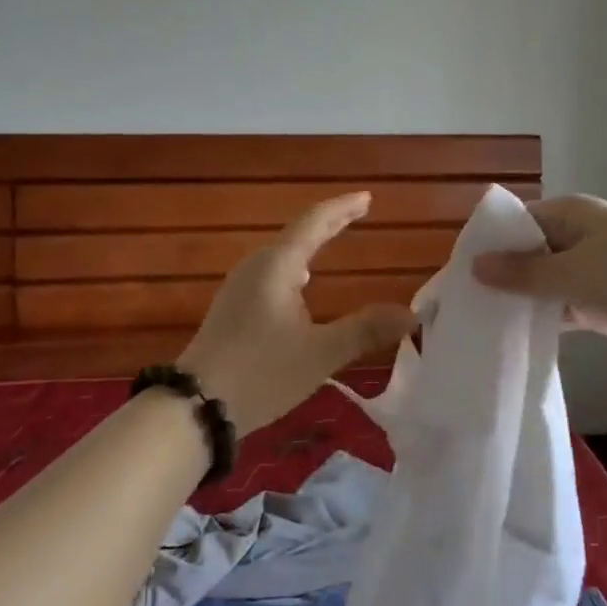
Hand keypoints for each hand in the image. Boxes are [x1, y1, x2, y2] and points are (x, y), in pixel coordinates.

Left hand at [177, 193, 416, 436]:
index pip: (315, 222)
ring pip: (282, 255)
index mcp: (278, 265)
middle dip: (329, 224)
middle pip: (297, 234)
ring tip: (332, 239)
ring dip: (310, 245)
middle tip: (357, 214)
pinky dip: (295, 267)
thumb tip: (410, 315)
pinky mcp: (232, 309)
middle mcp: (256, 266)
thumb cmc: (261, 372)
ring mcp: (239, 287)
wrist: (195, 406)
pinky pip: (271, 273)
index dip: (342, 208)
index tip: (367, 198)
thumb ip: (366, 330)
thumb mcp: (321, 353)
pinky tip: (301, 286)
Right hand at [471, 194, 606, 358]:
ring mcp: (591, 268)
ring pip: (543, 282)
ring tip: (480, 325)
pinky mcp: (603, 299)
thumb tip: (475, 266)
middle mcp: (576, 235)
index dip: (484, 247)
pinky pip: (562, 305)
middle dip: (498, 277)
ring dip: (520, 300)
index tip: (455, 276)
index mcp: (569, 215)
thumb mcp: (574, 275)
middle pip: (526, 253)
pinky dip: (544, 318)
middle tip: (462, 306)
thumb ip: (523, 273)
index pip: (513, 224)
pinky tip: (515, 337)